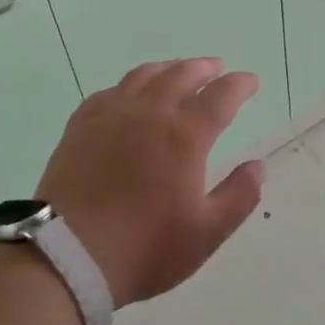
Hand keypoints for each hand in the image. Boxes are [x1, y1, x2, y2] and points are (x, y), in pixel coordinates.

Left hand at [36, 58, 265, 305]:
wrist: (66, 256)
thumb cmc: (144, 247)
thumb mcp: (205, 233)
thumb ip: (238, 197)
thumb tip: (257, 167)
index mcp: (185, 135)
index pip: (221, 96)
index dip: (240, 85)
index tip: (251, 81)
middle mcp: (150, 113)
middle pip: (181, 75)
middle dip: (204, 68)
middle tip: (216, 68)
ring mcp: (111, 116)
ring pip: (144, 76)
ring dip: (168, 69)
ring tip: (177, 71)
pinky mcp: (80, 127)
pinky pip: (109, 92)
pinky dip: (129, 86)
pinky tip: (128, 94)